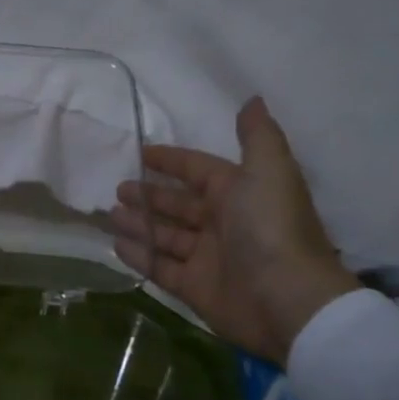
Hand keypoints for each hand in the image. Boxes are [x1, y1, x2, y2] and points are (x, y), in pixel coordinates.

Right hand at [110, 97, 359, 363]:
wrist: (286, 300)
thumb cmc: (272, 228)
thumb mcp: (269, 170)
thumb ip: (256, 136)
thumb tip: (252, 100)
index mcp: (239, 192)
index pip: (199, 170)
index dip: (172, 161)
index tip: (141, 154)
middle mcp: (223, 222)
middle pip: (179, 204)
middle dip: (149, 195)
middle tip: (117, 189)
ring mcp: (207, 257)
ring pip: (166, 235)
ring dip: (140, 224)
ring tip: (111, 216)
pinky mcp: (195, 287)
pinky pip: (161, 267)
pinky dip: (141, 256)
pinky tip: (116, 245)